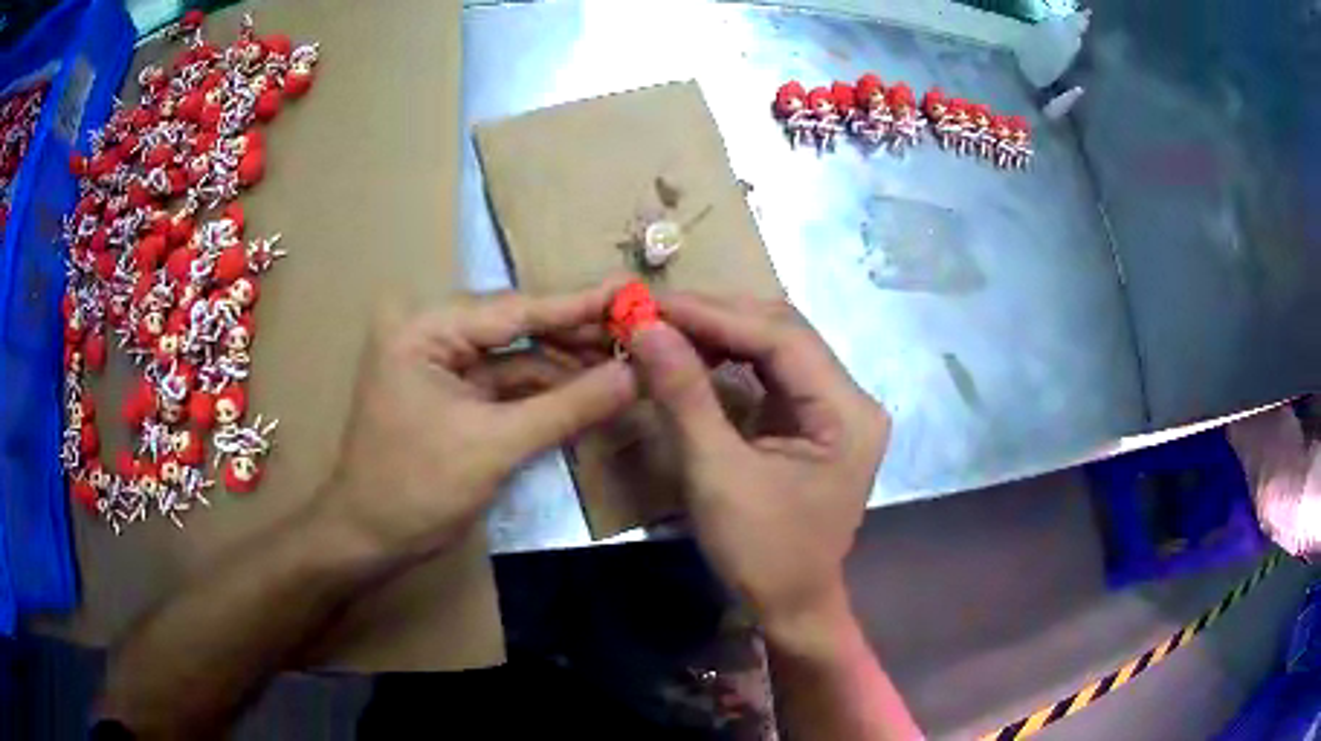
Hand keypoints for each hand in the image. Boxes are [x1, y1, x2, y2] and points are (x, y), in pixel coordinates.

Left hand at [315, 284, 636, 562]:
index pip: (513, 310)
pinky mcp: (456, 397)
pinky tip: (591, 394)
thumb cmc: (417, 488)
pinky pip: (510, 386)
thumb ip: (568, 407)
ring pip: (518, 358)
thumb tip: (634, 375)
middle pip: (518, 329)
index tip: (630, 291)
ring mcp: (444, 367)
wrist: (370, 540)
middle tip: (639, 334)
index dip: (577, 304)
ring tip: (626, 364)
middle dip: (576, 338)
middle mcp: (432, 336)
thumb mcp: (495, 446)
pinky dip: (548, 394)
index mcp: (425, 330)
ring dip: (567, 368)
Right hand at [628, 294, 888, 641]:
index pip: (782, 338)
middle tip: (656, 310)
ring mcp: (836, 409)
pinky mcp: (815, 421)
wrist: (790, 606)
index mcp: (846, 412)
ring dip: (723, 332)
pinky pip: (773, 373)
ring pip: (778, 347)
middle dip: (718, 316)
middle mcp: (851, 399)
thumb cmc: (762, 552)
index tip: (654, 304)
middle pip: (785, 332)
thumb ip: (684, 395)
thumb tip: (647, 328)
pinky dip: (732, 358)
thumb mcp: (717, 474)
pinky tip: (696, 352)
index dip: (716, 315)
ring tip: (668, 325)